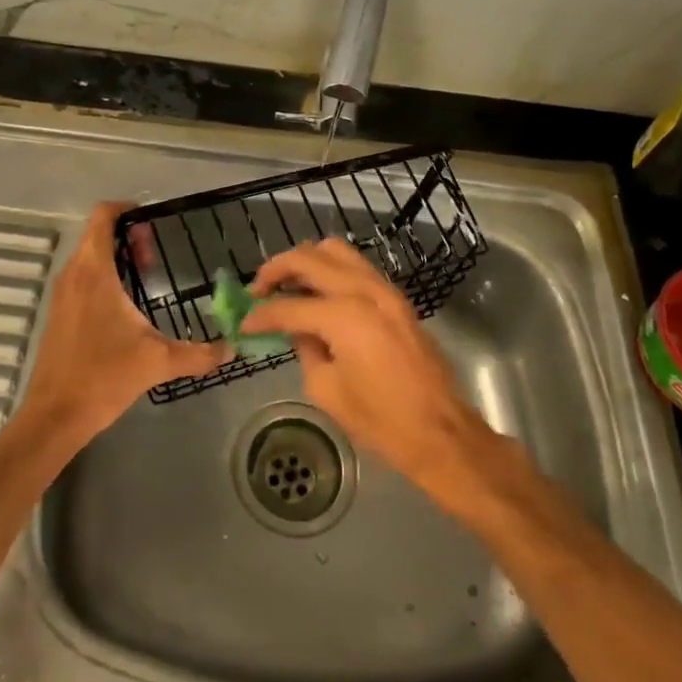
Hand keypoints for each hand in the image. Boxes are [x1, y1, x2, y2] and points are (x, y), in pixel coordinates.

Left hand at [17, 203, 231, 447]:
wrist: (54, 416)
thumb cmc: (103, 376)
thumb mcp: (157, 361)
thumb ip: (198, 353)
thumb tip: (231, 349)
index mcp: (93, 271)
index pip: (103, 217)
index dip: (126, 209)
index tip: (152, 220)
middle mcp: (73, 274)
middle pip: (97, 235)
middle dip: (127, 237)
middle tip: (155, 255)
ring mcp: (62, 294)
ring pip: (88, 257)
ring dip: (115, 258)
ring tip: (145, 277)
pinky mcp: (58, 313)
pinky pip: (81, 278)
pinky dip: (103, 277)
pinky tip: (125, 306)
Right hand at [246, 239, 492, 499]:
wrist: (439, 430)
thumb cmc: (380, 420)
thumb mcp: (327, 390)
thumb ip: (306, 350)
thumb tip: (299, 331)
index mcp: (344, 315)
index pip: (289, 306)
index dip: (260, 315)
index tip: (243, 323)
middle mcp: (364, 290)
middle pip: (309, 258)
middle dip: (277, 269)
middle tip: (258, 290)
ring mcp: (384, 290)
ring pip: (336, 251)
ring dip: (306, 262)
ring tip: (287, 284)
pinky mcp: (396, 298)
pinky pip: (356, 267)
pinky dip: (331, 270)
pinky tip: (318, 293)